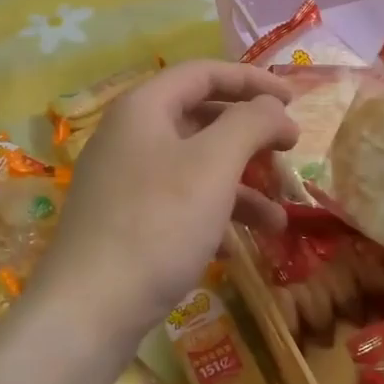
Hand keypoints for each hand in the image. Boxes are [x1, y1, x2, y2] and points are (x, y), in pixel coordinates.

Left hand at [29, 61, 296, 356]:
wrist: (89, 310)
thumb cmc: (158, 224)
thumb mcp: (214, 165)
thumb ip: (250, 124)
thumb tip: (274, 107)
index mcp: (144, 108)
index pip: (204, 73)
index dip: (252, 81)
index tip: (294, 101)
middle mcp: (129, 136)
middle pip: (201, 118)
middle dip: (249, 137)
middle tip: (289, 153)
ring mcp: (124, 181)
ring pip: (194, 167)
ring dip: (240, 186)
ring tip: (279, 220)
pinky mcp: (124, 222)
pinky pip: (179, 202)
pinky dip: (213, 215)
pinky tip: (237, 247)